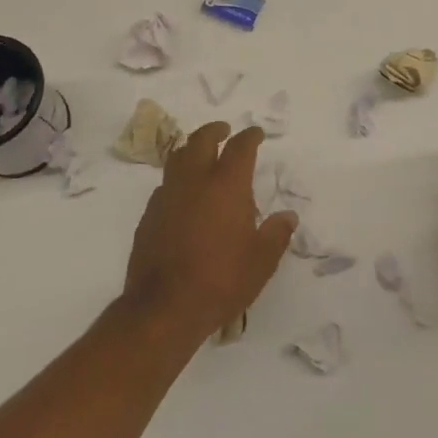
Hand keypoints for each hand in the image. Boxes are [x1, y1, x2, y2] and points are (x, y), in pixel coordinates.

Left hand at [122, 123, 297, 350]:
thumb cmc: (221, 280)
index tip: (256, 133)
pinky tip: (184, 197)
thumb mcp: (261, 261)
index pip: (240, 147)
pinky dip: (177, 181)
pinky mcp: (149, 216)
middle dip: (214, 131)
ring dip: (191, 150)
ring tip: (201, 157)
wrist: (164, 307)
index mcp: (226, 185)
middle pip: (201, 140)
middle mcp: (194, 181)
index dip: (250, 136)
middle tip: (224, 130)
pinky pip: (165, 186)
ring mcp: (167, 196)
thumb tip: (288, 216)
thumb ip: (277, 233)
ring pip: (177, 159)